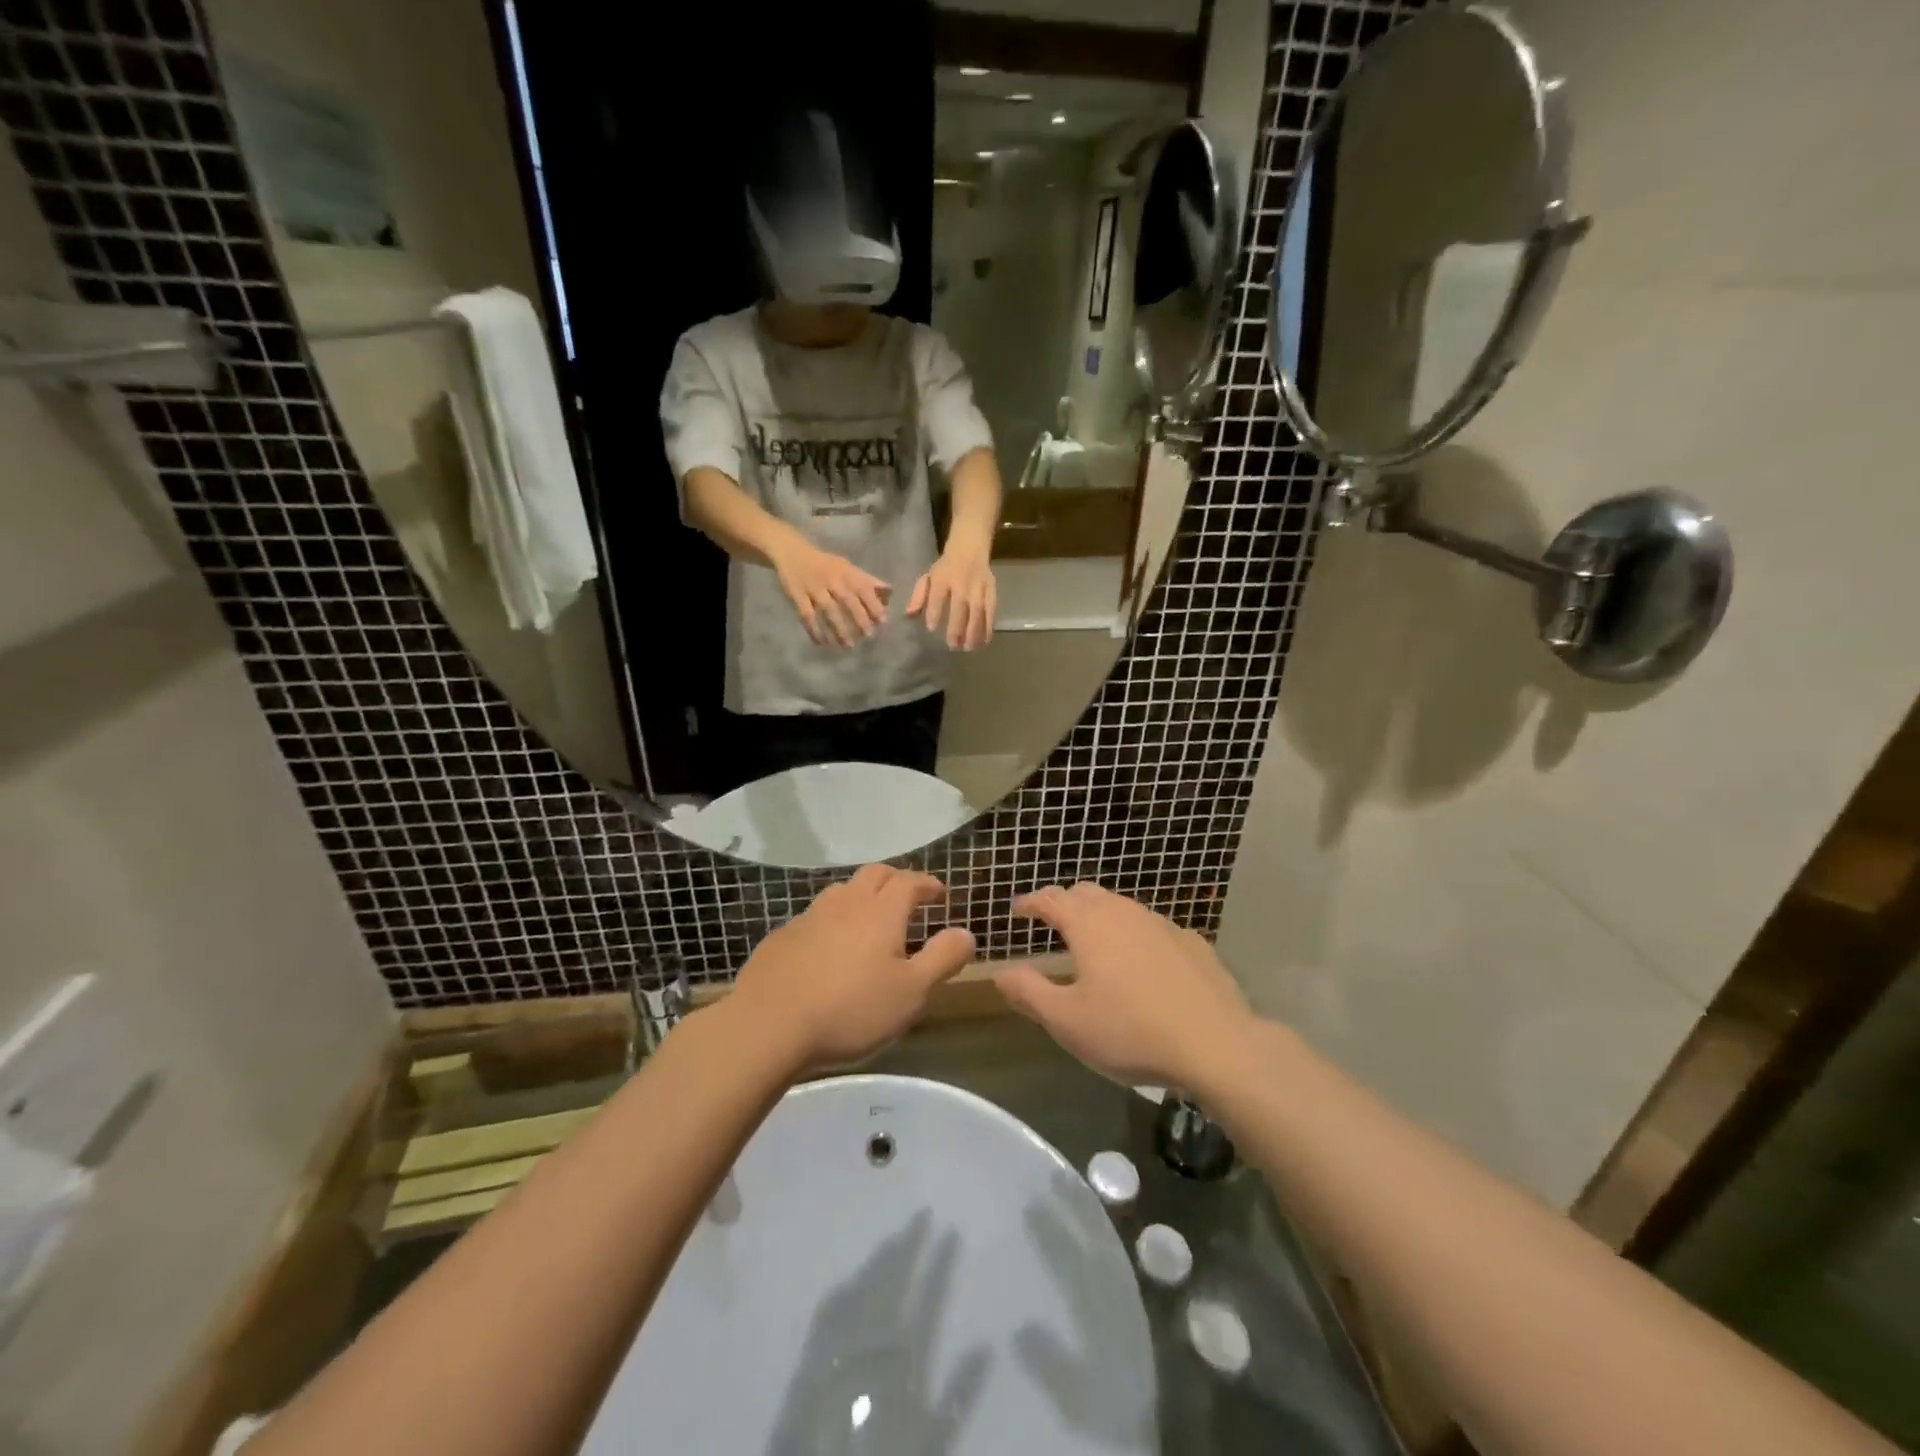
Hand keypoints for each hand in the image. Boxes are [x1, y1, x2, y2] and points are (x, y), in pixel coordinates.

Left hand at [733, 865, 975, 1069]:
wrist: (768, 1025)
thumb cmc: (851, 1009)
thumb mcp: (911, 992)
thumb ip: (942, 959)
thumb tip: (965, 933)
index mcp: (880, 912)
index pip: (909, 882)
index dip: (927, 884)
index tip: (939, 893)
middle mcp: (845, 903)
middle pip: (874, 874)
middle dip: (895, 880)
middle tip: (908, 898)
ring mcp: (809, 917)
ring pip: (841, 891)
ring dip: (861, 896)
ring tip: (869, 919)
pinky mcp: (782, 938)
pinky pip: (815, 917)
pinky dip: (832, 921)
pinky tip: (829, 948)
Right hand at [770, 537, 890, 647]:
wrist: (791, 552)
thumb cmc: (825, 564)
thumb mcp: (847, 567)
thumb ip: (867, 581)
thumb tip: (890, 592)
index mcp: (846, 572)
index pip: (863, 588)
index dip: (874, 604)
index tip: (883, 621)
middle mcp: (831, 580)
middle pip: (847, 600)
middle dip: (859, 618)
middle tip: (868, 636)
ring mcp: (813, 588)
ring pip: (828, 610)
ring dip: (839, 628)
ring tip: (849, 645)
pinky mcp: (797, 595)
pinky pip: (807, 615)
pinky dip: (814, 630)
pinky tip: (822, 642)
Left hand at [907, 545, 995, 649]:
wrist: (970, 548)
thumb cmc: (946, 568)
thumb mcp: (929, 577)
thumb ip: (919, 596)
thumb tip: (909, 614)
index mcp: (942, 578)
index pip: (938, 597)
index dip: (934, 612)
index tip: (932, 628)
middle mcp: (961, 583)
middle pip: (960, 607)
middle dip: (957, 628)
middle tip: (954, 646)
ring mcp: (978, 587)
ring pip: (978, 611)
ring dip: (974, 632)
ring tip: (969, 648)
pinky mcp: (991, 590)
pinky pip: (991, 611)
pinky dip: (988, 627)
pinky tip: (984, 641)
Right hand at [993, 883, 1252, 1088]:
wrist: (1216, 1044)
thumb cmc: (1130, 1031)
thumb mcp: (1067, 1021)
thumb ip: (1029, 993)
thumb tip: (1000, 973)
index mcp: (1089, 925)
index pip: (1051, 898)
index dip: (1030, 902)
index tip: (1017, 911)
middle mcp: (1124, 912)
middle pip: (1087, 894)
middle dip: (1065, 903)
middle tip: (1052, 924)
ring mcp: (1162, 924)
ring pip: (1122, 908)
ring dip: (1101, 917)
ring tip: (1094, 945)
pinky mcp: (1192, 942)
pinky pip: (1152, 929)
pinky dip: (1135, 936)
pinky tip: (1142, 965)